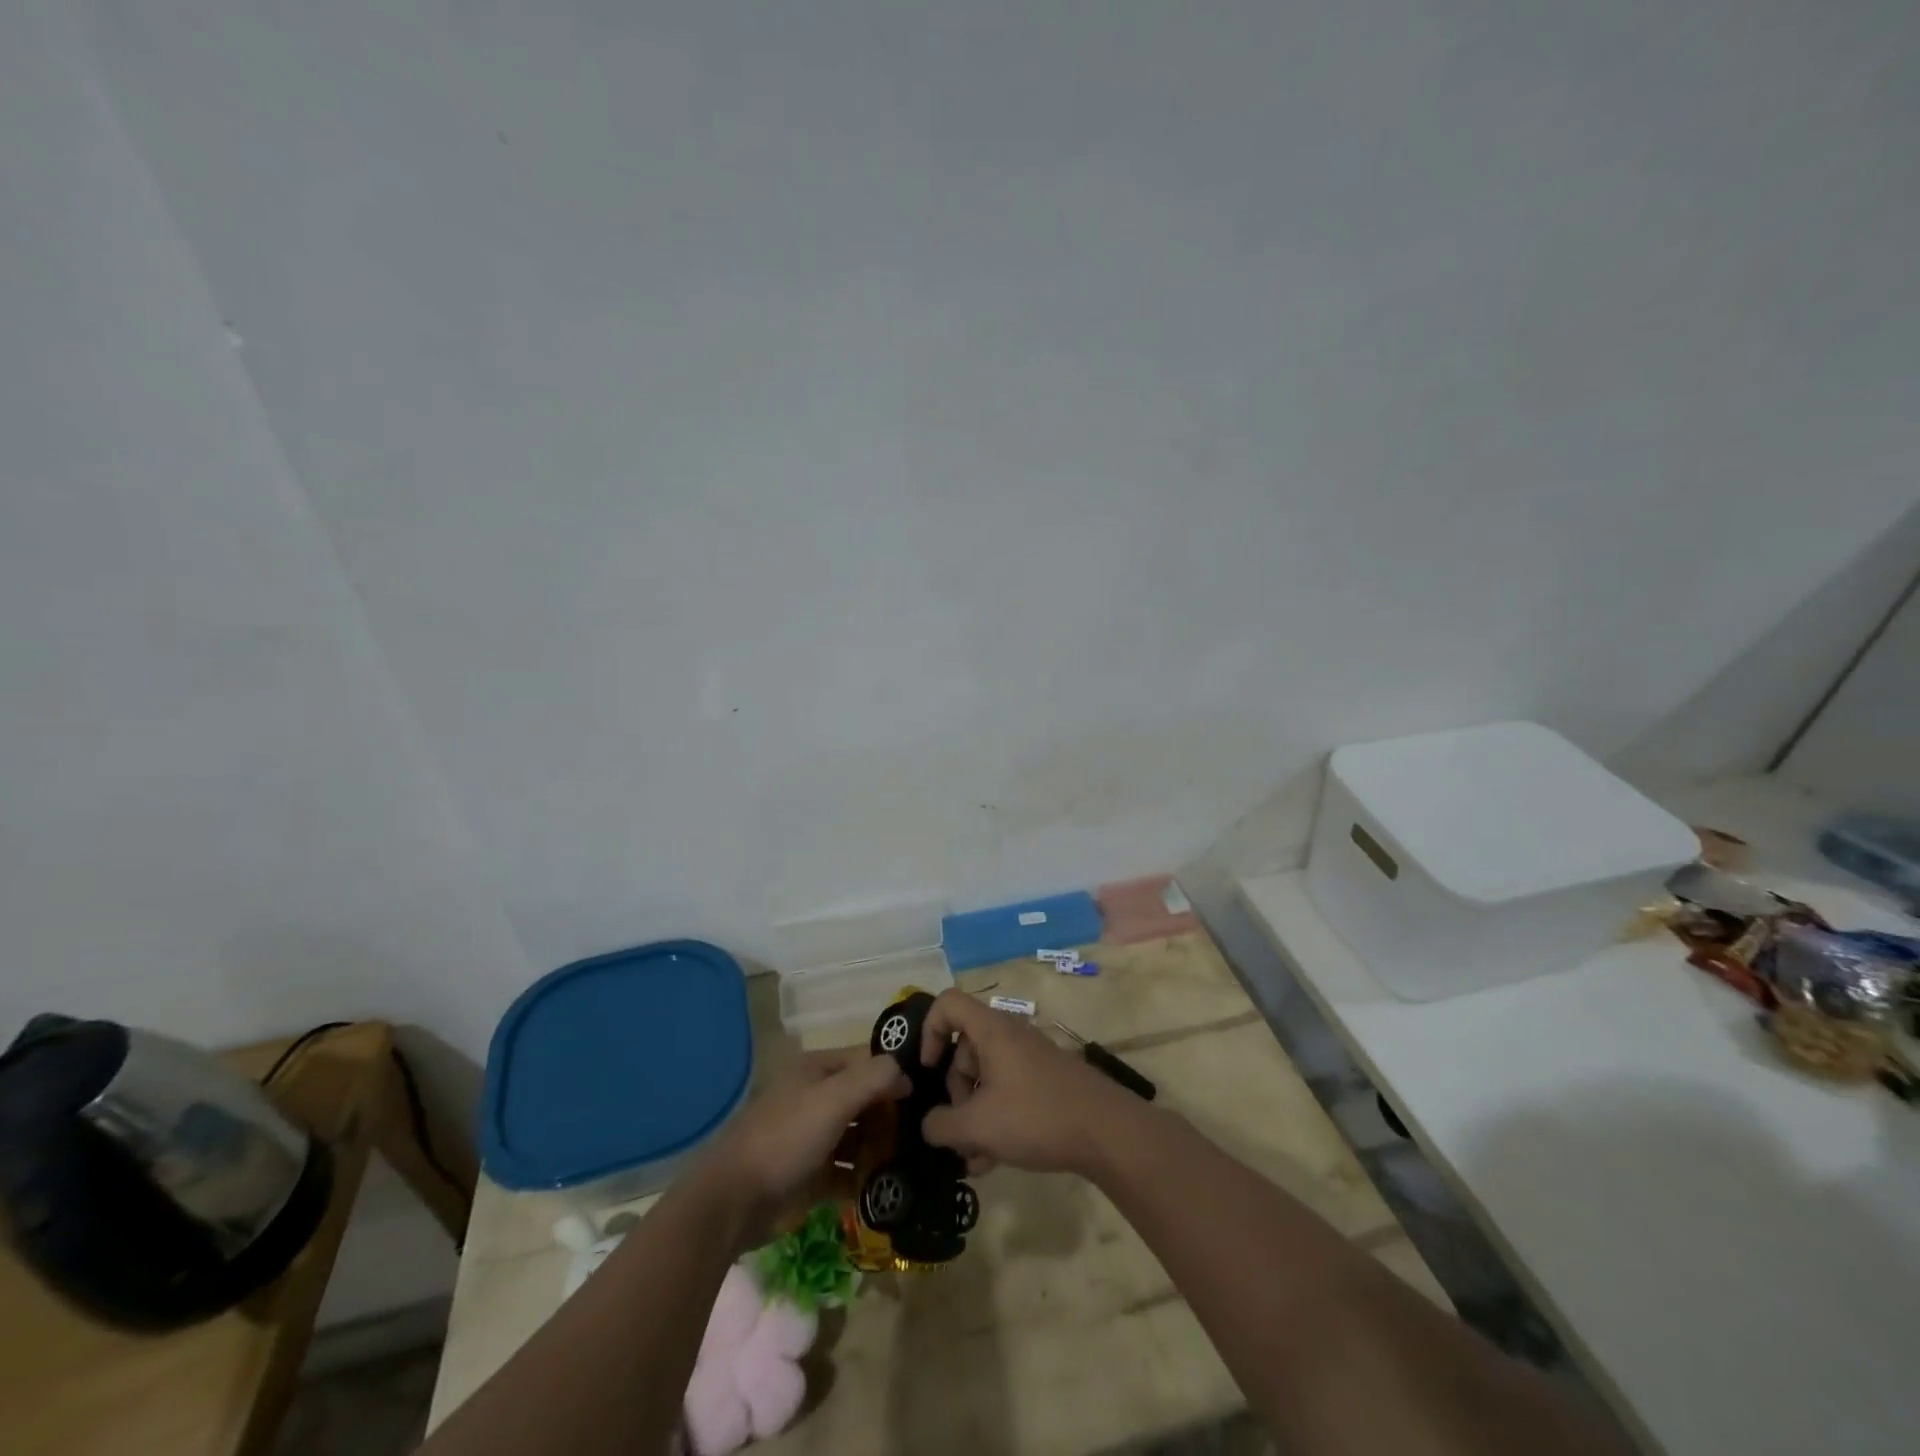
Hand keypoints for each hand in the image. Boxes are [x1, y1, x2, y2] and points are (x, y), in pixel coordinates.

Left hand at [702, 1050, 908, 1247]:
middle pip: (866, 1098)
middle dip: (892, 1114)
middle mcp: (818, 1098)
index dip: (895, 1072)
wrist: (735, 1201)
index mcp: (818, 1070)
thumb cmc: (786, 1137)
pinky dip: (867, 1177)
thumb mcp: (833, 1098)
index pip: (868, 1060)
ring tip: (915, 1160)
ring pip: (860, 1135)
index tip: (928, 1091)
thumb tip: (906, 1074)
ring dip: (883, 1147)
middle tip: (925, 1130)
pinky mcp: (814, 1175)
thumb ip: (873, 1077)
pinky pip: (850, 1171)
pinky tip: (891, 1186)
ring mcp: (815, 1137)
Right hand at [917, 989, 1140, 1176]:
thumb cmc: (1036, 1116)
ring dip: (973, 1114)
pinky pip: (1007, 1090)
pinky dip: (995, 1118)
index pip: (948, 1004)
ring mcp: (1030, 1057)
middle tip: (958, 1129)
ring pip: (986, 1075)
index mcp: (991, 1030)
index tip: (927, 1069)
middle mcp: (1010, 1035)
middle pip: (965, 1048)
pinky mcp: (1045, 1080)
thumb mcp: (979, 1126)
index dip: (929, 1030)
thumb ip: (942, 1126)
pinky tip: (993, 1161)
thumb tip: (929, 1125)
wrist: (1107, 1132)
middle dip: (955, 1091)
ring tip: (975, 1159)